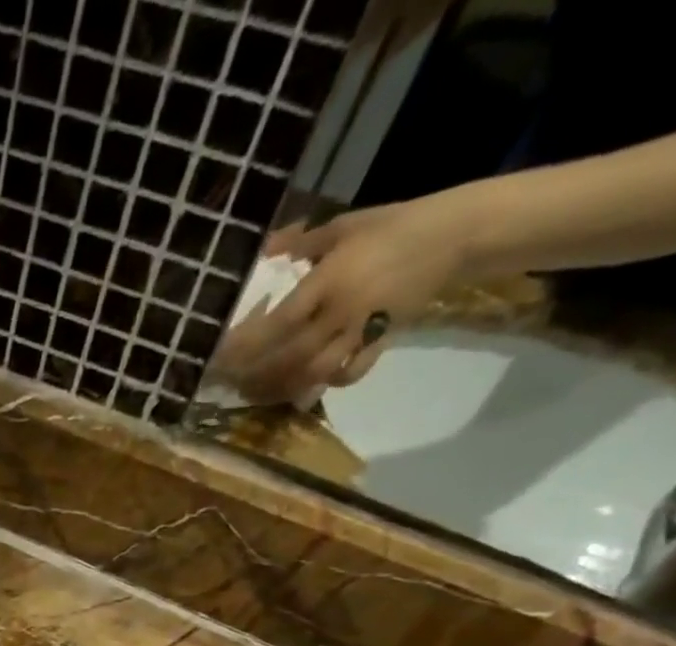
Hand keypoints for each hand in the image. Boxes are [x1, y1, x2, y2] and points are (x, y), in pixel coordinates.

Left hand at [216, 196, 472, 403]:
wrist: (453, 234)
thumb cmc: (391, 226)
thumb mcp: (342, 227)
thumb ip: (299, 244)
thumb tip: (260, 251)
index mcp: (328, 282)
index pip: (278, 322)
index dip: (248, 343)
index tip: (223, 354)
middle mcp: (340, 312)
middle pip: (290, 355)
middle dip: (258, 372)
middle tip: (233, 381)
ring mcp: (361, 330)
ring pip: (315, 370)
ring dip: (286, 384)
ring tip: (262, 390)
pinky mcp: (381, 341)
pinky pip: (352, 372)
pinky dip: (329, 382)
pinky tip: (312, 384)